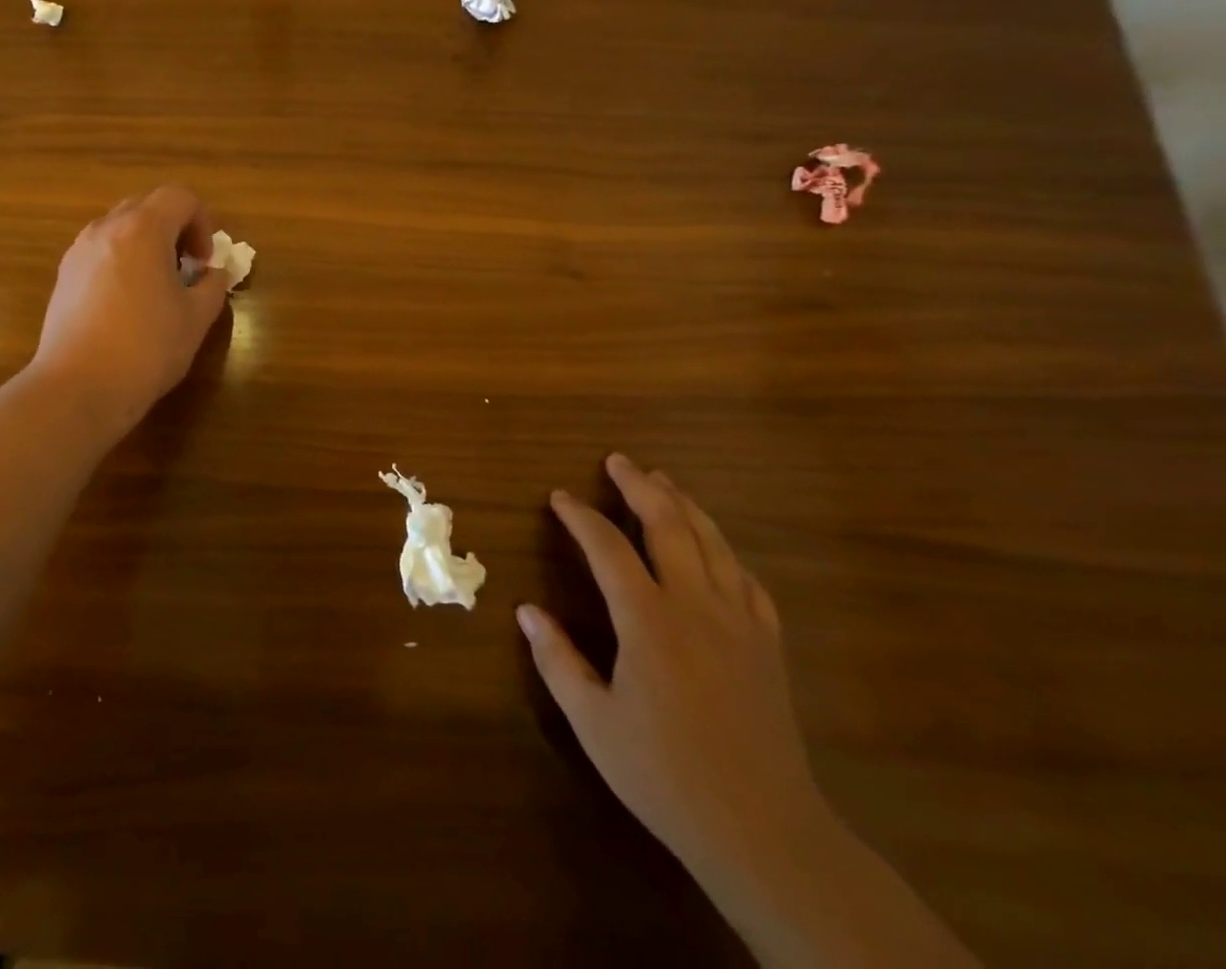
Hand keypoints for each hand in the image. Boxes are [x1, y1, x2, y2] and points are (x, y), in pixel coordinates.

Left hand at [29, 185, 230, 426]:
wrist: (79, 387)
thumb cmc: (146, 348)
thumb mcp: (196, 318)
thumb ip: (213, 286)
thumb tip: (214, 274)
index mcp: (142, 229)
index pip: (180, 197)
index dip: (202, 223)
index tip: (204, 262)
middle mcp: (106, 229)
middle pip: (147, 205)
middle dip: (174, 229)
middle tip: (186, 268)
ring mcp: (79, 251)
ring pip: (120, 227)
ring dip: (146, 243)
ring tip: (156, 286)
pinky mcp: (64, 276)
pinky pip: (100, 250)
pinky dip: (122, 260)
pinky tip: (127, 303)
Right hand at [518, 455, 828, 882]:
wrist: (765, 832)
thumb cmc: (665, 774)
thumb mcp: (594, 722)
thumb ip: (557, 660)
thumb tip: (527, 610)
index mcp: (648, 620)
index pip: (608, 547)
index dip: (580, 516)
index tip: (559, 498)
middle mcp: (696, 606)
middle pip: (669, 525)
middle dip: (641, 486)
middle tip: (618, 461)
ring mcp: (739, 622)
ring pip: (713, 543)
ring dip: (684, 505)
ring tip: (663, 481)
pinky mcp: (768, 645)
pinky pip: (747, 579)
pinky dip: (725, 551)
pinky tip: (716, 549)